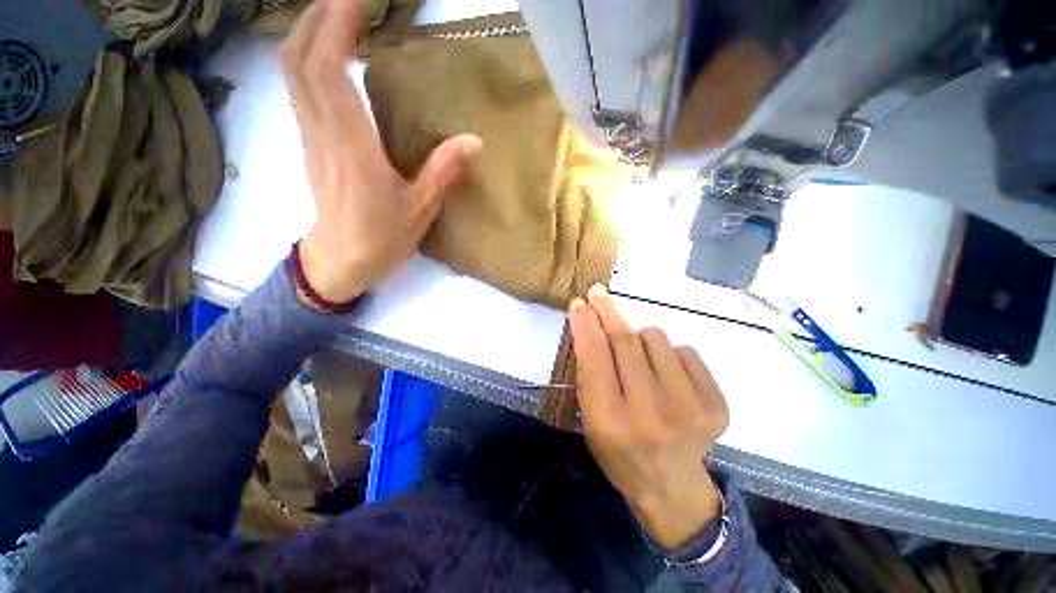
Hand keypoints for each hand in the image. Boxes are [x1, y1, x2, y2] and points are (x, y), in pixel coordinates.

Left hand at [281, 0, 480, 303]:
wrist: (339, 261)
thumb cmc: (381, 240)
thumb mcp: (420, 212)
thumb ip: (443, 173)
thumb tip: (473, 141)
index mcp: (353, 151)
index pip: (329, 73)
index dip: (336, 28)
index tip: (358, 0)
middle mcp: (323, 135)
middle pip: (301, 60)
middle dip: (318, 17)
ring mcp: (310, 136)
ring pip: (293, 70)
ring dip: (309, 31)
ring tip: (338, 11)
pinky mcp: (309, 141)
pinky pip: (298, 87)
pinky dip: (307, 56)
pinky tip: (327, 48)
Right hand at [568, 285, 729, 549]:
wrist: (671, 486)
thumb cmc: (619, 452)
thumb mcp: (590, 418)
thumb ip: (589, 371)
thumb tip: (589, 322)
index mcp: (611, 421)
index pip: (596, 356)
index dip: (586, 324)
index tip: (579, 303)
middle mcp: (651, 413)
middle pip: (626, 340)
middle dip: (608, 311)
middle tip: (598, 293)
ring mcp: (690, 408)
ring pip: (657, 337)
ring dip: (640, 337)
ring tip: (639, 360)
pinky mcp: (717, 405)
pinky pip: (686, 351)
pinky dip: (670, 354)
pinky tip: (667, 377)